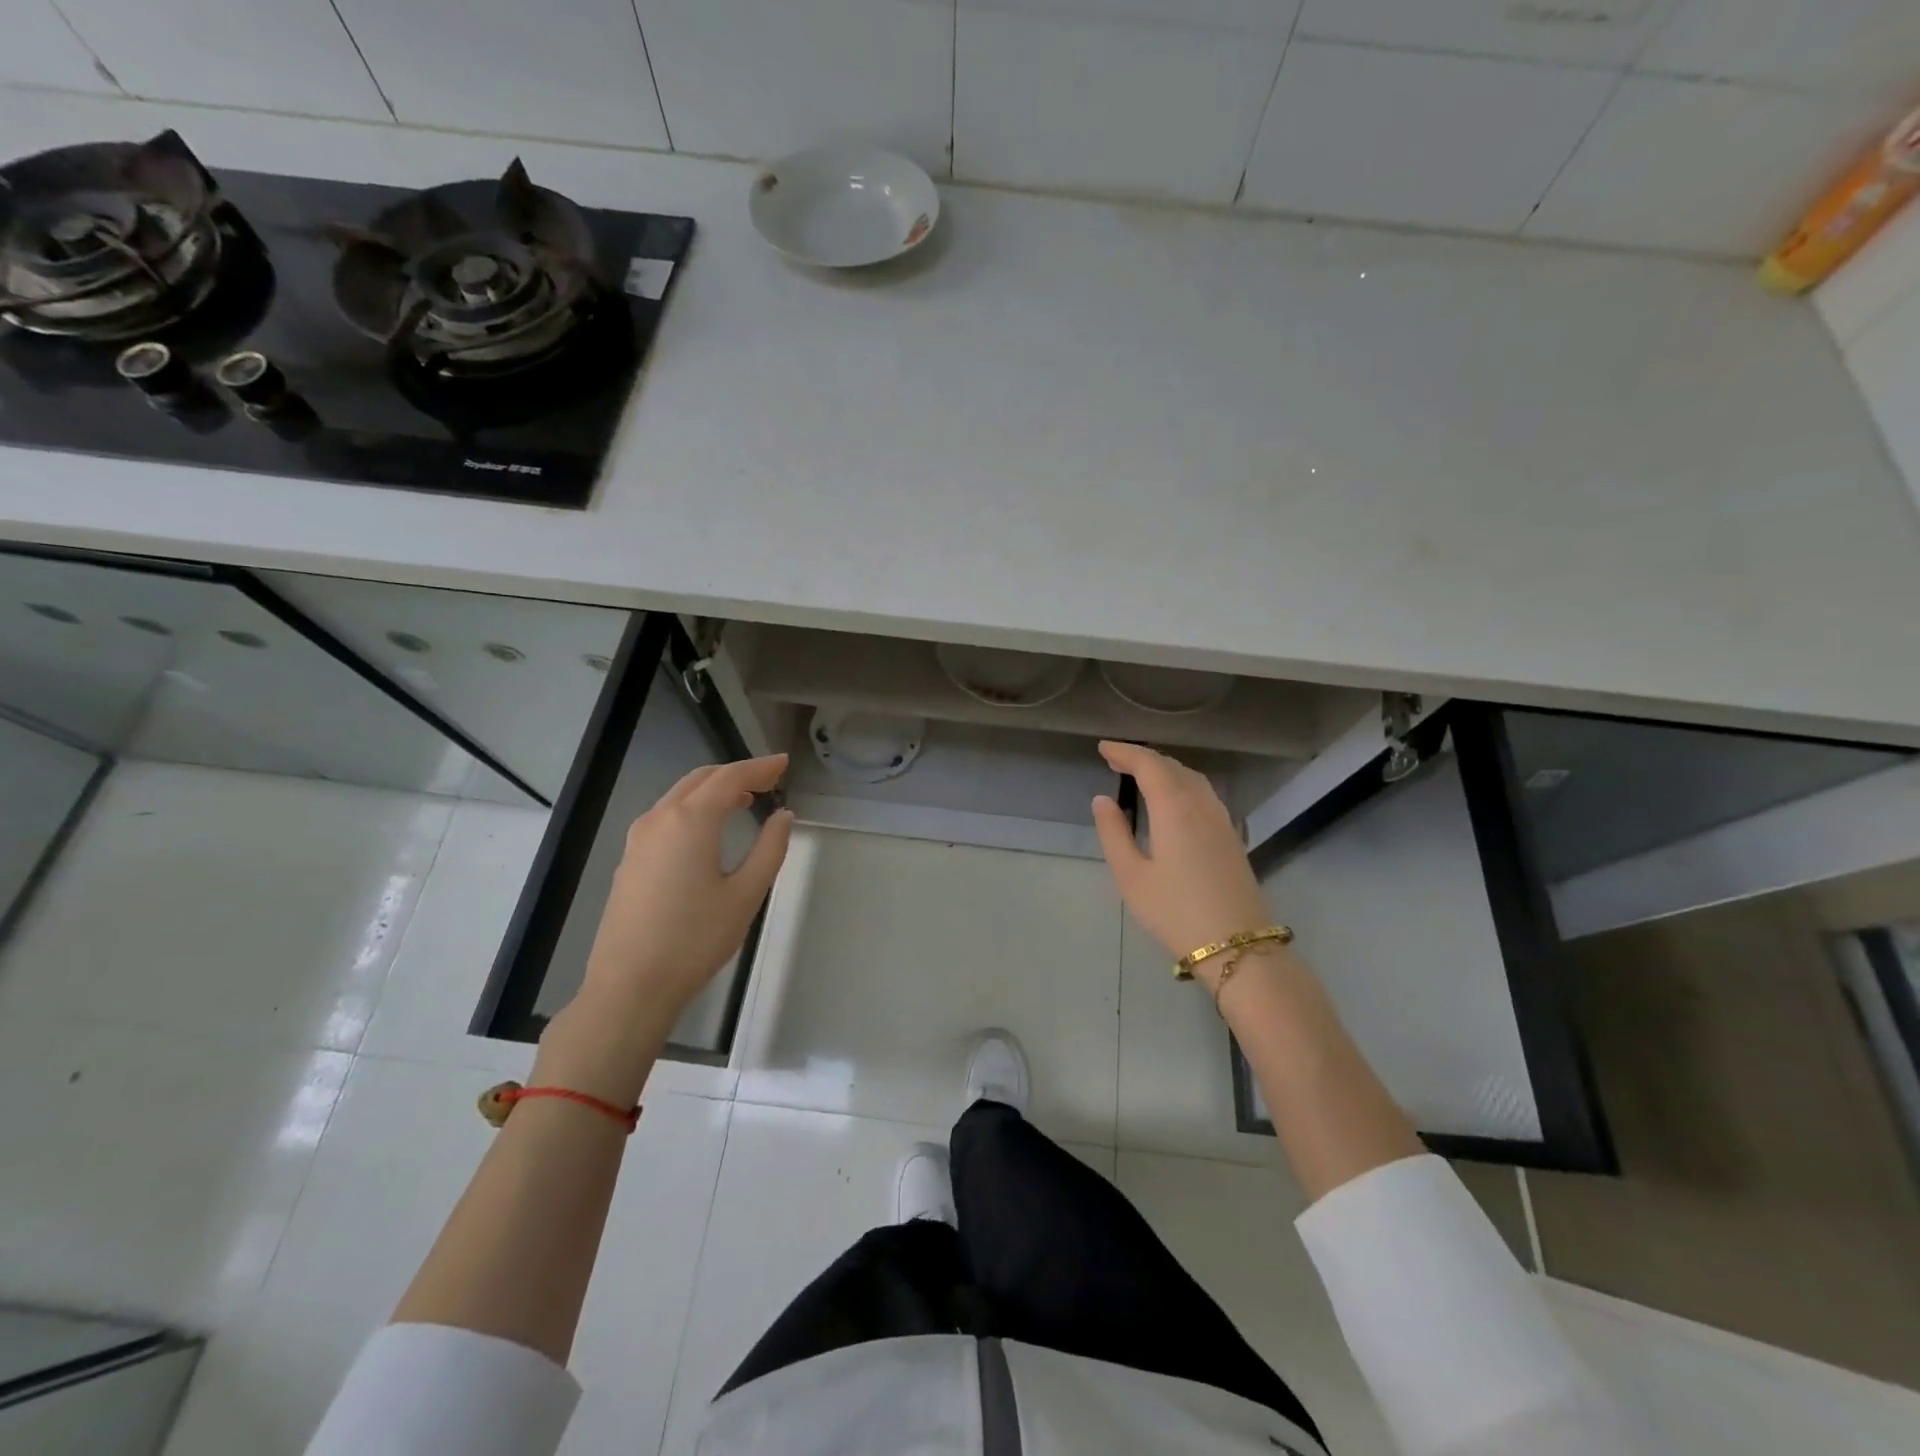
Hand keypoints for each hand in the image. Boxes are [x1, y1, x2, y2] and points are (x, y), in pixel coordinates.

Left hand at [574, 754, 794, 1037]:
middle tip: (769, 780)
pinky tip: (709, 829)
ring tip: (745, 800)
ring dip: (713, 790)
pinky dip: (694, 808)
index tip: (784, 763)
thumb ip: (770, 849)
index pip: (730, 778)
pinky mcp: (630, 860)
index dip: (760, 767)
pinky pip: (666, 816)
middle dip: (737, 774)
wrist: (629, 986)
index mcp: (690, 821)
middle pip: (701, 779)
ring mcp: (639, 839)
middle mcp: (659, 819)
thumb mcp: (745, 895)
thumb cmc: (694, 940)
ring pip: (680, 796)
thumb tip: (783, 817)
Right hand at [1091, 741, 1272, 971]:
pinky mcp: (1231, 836)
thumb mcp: (1131, 876)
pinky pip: (1204, 794)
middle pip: (1172, 767)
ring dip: (1165, 769)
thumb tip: (1102, 800)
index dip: (1125, 752)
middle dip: (1144, 758)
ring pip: (1192, 778)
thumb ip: (1114, 833)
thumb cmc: (1175, 912)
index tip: (1104, 748)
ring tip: (1142, 775)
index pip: (1149, 765)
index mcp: (1174, 807)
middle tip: (1117, 760)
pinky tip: (1173, 800)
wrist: (1237, 946)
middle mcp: (1201, 804)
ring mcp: (1221, 820)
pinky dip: (1182, 784)